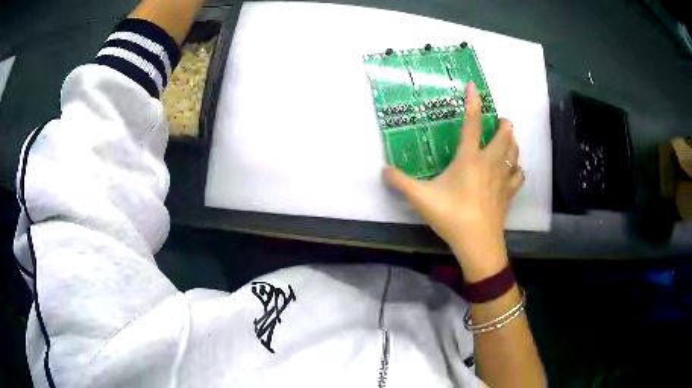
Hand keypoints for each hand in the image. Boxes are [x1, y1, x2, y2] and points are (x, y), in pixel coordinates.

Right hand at [384, 83, 523, 280]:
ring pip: (514, 152)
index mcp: (469, 159)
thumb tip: (383, 169)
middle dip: (503, 124)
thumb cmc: (451, 216)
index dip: (473, 103)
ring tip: (508, 138)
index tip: (474, 86)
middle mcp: (490, 163)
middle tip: (500, 120)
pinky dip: (517, 168)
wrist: (477, 243)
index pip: (472, 124)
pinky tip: (513, 169)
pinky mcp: (508, 193)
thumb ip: (400, 181)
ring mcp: (502, 178)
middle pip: (504, 136)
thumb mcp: (421, 198)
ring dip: (512, 142)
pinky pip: (518, 175)